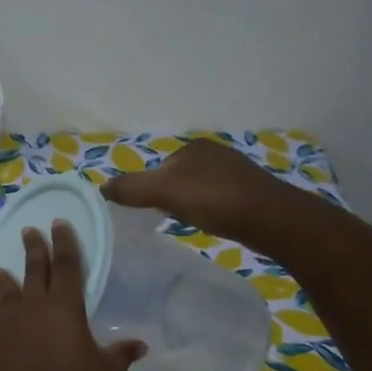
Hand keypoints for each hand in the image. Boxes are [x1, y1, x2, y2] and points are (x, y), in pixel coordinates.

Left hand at [0, 222, 143, 370]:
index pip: (66, 265)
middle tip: (30, 231)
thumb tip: (140, 344)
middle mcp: (35, 308)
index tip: (60, 224)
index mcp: (65, 308)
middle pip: (34, 270)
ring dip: (7, 276)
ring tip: (1, 267)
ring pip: (9, 291)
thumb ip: (121, 353)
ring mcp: (12, 325)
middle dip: (34, 248)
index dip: (65, 243)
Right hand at [101, 138, 278, 241]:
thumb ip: (131, 188)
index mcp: (193, 147)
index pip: (159, 167)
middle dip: (170, 197)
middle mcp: (215, 153)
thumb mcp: (163, 191)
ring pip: (199, 190)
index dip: (150, 190)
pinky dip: (210, 211)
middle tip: (169, 219)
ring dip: (190, 205)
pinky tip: (213, 224)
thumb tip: (102, 187)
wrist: (270, 218)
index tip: (149, 211)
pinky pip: (218, 201)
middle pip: (178, 178)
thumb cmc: (214, 199)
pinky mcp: (250, 193)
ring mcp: (236, 172)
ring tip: (191, 223)